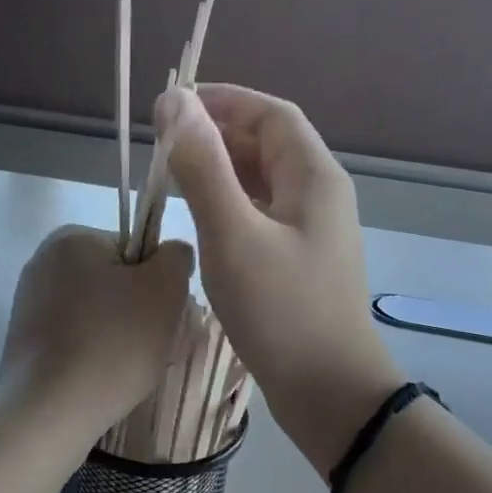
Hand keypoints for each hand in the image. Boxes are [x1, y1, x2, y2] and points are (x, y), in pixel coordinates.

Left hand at [0, 225, 193, 432]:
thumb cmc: (113, 342)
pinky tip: (102, 377)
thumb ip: (175, 257)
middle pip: (114, 280)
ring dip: (119, 332)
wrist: (52, 410)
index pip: (134, 249)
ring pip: (96, 311)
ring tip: (129, 366)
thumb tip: (171, 254)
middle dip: (139, 309)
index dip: (157, 281)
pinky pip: (74, 336)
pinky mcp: (23, 339)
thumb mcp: (164, 290)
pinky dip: (93, 351)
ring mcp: (28, 302)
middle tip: (153, 344)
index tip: (163, 314)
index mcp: (72, 238)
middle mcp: (43, 261)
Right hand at [160, 84, 402, 474]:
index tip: (173, 105)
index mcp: (315, 176)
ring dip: (220, 170)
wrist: (329, 392)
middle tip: (163, 144)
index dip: (223, 100)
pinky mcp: (298, 262)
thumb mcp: (233, 233)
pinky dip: (228, 205)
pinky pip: (261, 215)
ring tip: (172, 176)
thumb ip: (202, 165)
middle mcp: (319, 195)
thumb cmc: (281, 309)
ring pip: (262, 182)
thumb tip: (173, 102)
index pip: (270, 113)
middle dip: (217, 134)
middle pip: (268, 144)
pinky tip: (199, 219)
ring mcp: (311, 231)